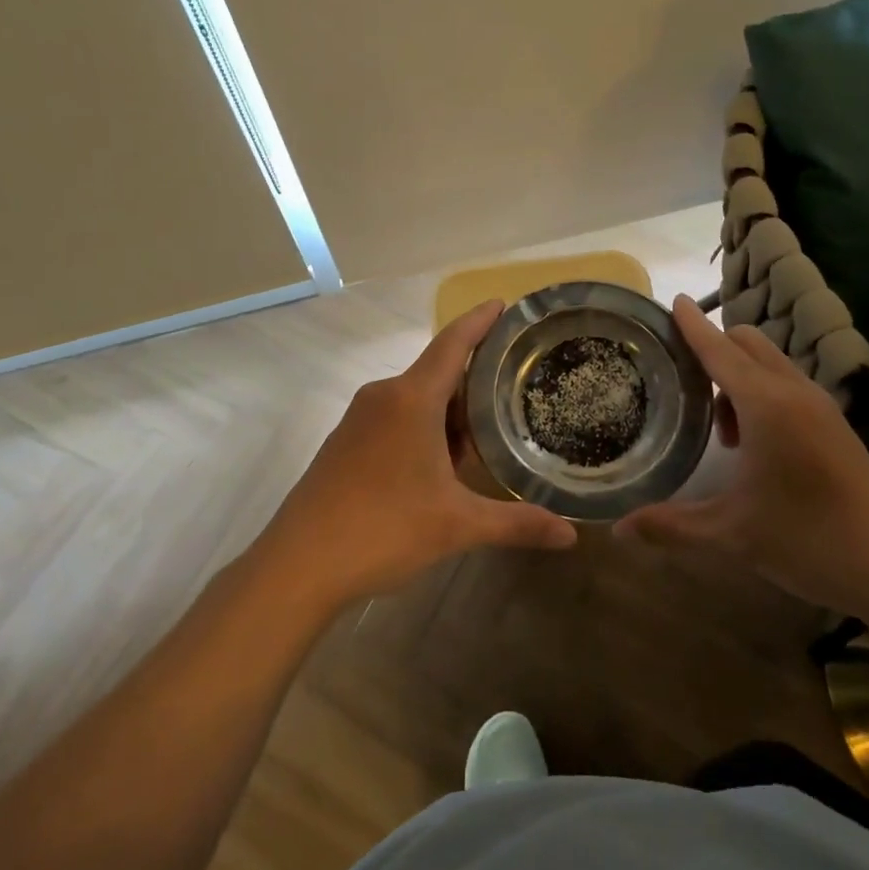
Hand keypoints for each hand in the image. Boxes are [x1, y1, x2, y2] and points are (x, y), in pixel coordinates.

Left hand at [252, 300, 577, 609]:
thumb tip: (571, 535)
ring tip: (485, 438)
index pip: (453, 344)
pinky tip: (439, 468)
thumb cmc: (383, 529)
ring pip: (416, 401)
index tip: (502, 303)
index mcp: (411, 399)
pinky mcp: (344, 445)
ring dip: (449, 415)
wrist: (297, 566)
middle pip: (437, 374)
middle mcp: (383, 397)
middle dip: (474, 385)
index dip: (479, 321)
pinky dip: (423, 431)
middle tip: (514, 394)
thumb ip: (516, 523)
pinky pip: (394, 420)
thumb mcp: (457, 525)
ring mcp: (358, 421)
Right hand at [619, 296, 868, 620]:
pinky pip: (787, 384)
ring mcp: (820, 406)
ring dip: (738, 376)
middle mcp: (794, 392)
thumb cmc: (809, 540)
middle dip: (714, 348)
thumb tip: (620, 527)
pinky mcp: (834, 424)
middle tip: (681, 379)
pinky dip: (761, 392)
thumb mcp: (732, 533)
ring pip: (770, 364)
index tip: (672, 301)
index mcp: (766, 405)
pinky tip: (753, 444)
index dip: (693, 326)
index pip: (719, 351)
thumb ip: (671, 525)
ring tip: (720, 430)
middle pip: (748, 343)